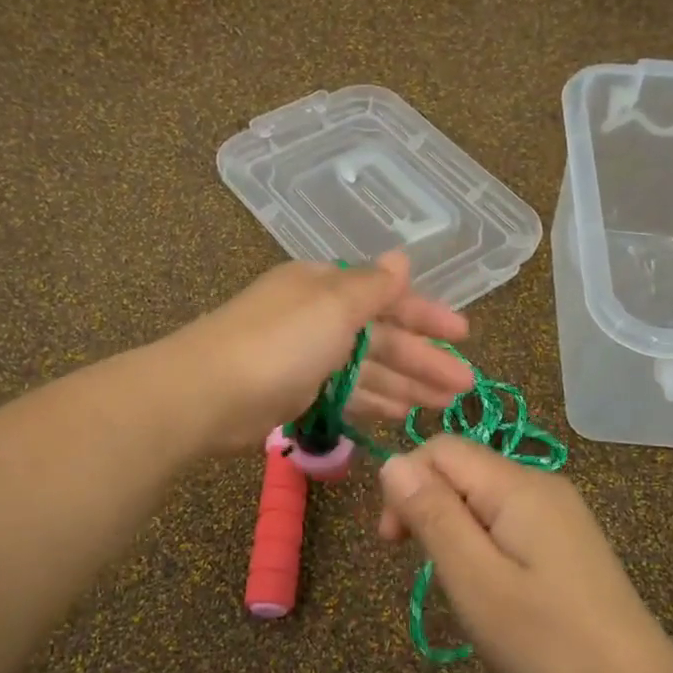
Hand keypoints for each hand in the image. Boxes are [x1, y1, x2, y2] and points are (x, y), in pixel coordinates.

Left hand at [172, 252, 476, 453]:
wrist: (207, 394)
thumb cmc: (279, 342)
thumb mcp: (333, 306)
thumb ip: (374, 287)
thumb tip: (402, 257)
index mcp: (325, 286)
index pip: (387, 297)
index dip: (427, 315)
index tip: (464, 335)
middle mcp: (318, 317)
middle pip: (382, 337)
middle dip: (423, 359)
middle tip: (465, 385)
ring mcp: (306, 358)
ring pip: (367, 370)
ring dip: (406, 385)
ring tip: (444, 405)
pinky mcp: (295, 393)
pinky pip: (345, 394)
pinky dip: (373, 402)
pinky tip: (401, 416)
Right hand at [378, 436, 672, 672]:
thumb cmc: (546, 638)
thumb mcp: (475, 580)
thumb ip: (433, 515)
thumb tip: (391, 463)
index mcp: (517, 485)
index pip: (441, 449)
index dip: (405, 484)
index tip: (394, 542)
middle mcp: (540, 483)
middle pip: (462, 468)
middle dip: (427, 506)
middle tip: (423, 568)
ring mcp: (558, 509)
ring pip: (481, 495)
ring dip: (453, 527)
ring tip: (458, 583)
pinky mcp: (566, 536)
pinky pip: (506, 516)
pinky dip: (481, 540)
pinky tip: (490, 583)